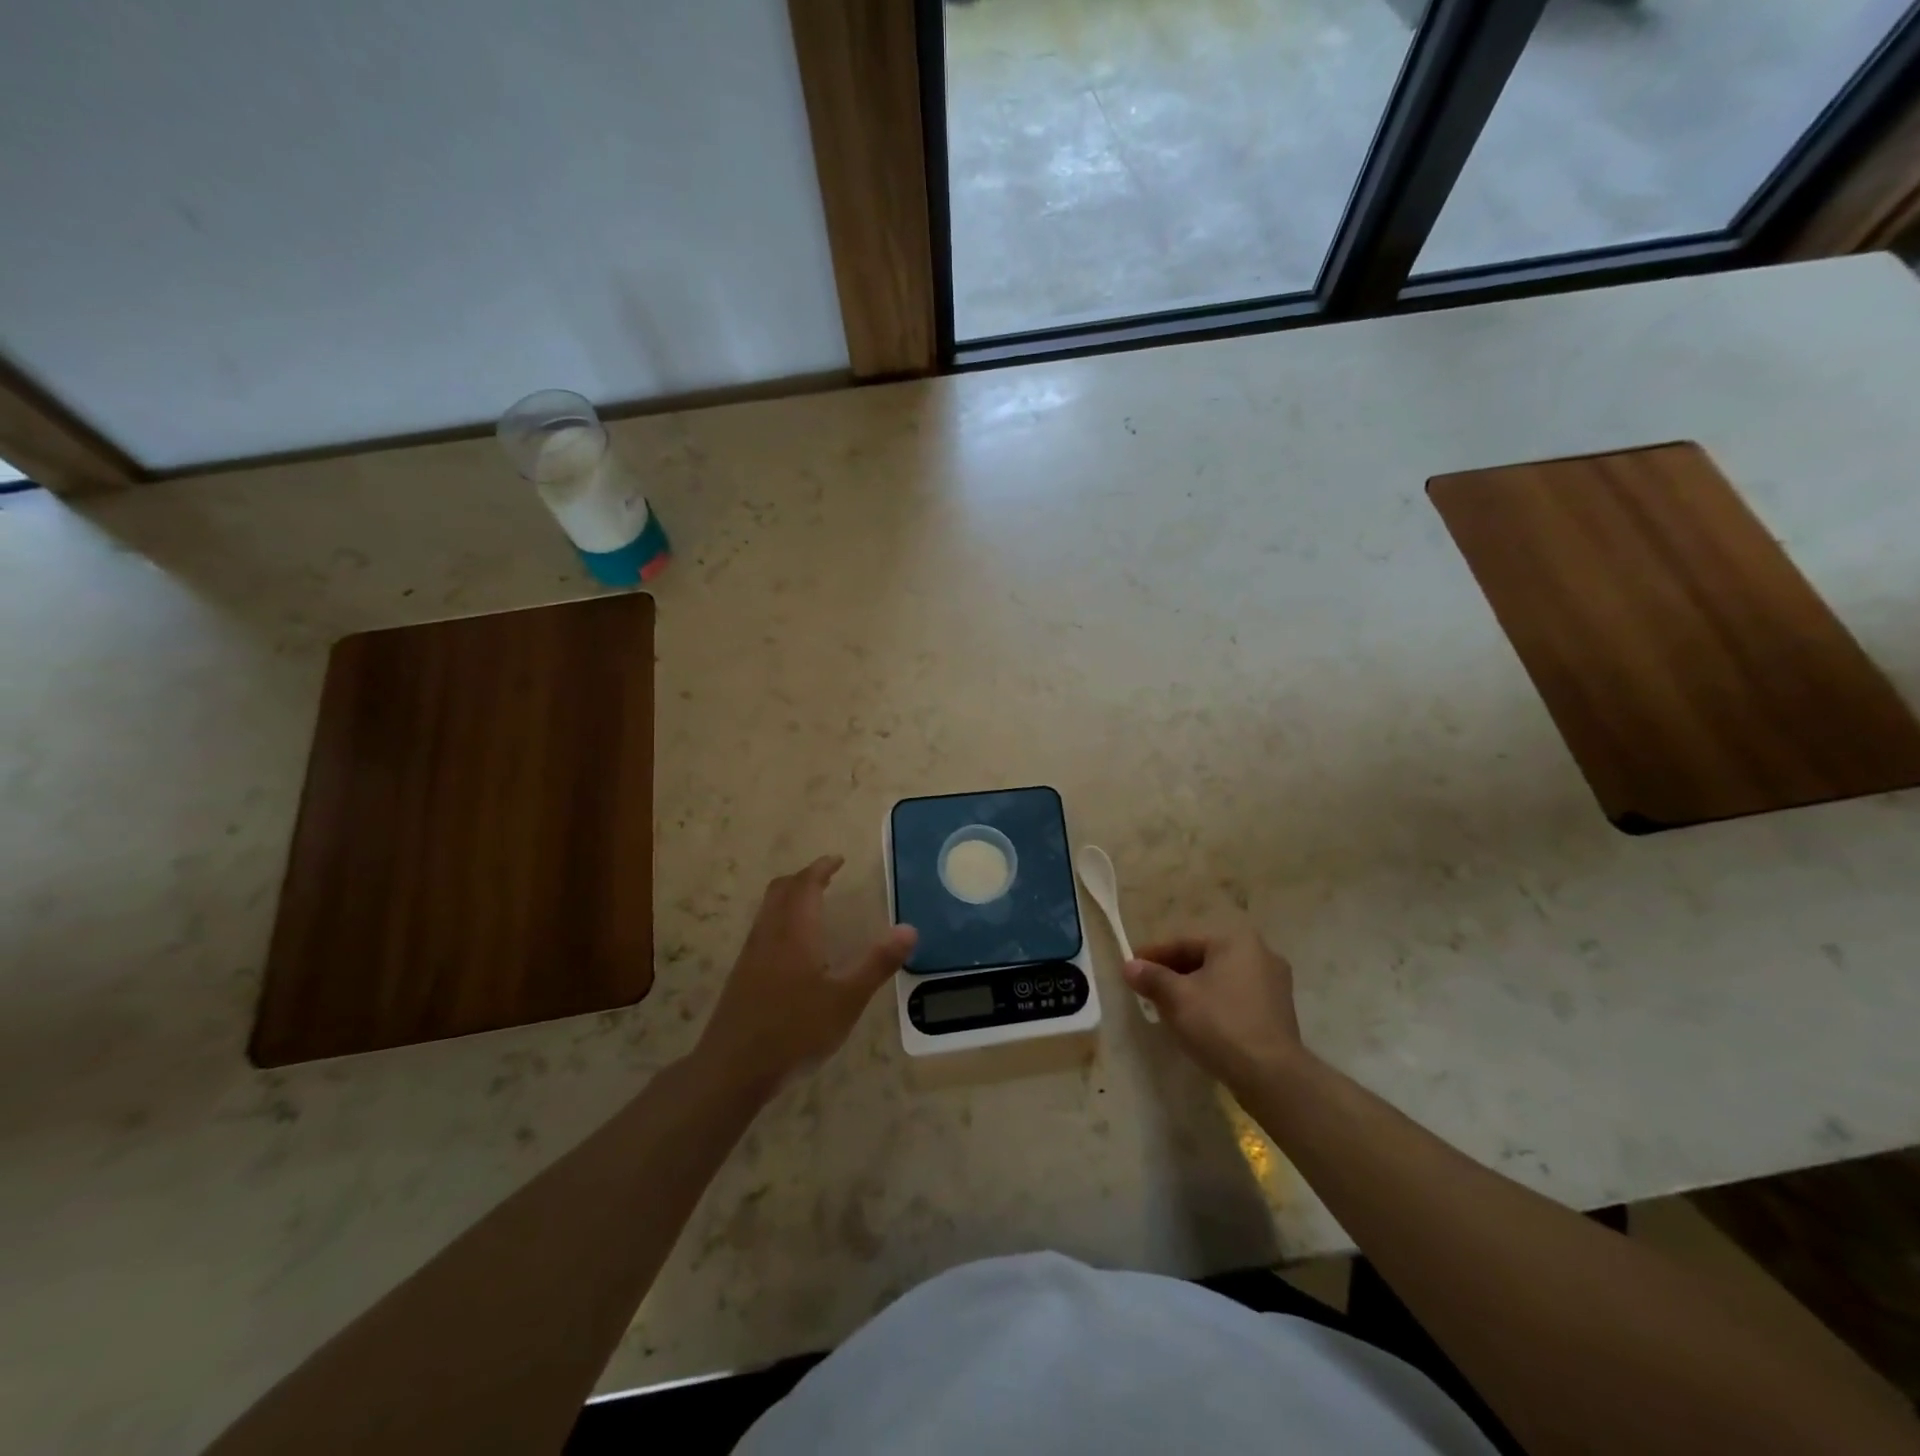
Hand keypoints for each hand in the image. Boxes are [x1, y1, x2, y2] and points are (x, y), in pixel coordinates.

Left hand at [696, 855, 916, 1091]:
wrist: (732, 1069)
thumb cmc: (794, 1031)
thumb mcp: (846, 1000)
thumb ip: (877, 963)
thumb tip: (909, 929)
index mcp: (795, 932)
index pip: (806, 885)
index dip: (821, 868)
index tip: (838, 860)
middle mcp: (769, 934)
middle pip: (781, 890)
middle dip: (804, 877)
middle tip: (827, 877)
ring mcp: (751, 954)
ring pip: (768, 909)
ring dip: (789, 896)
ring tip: (813, 904)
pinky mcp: (741, 975)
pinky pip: (762, 928)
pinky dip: (780, 918)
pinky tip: (793, 945)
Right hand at [1123, 930, 1305, 1096]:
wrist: (1272, 1076)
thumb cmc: (1220, 1025)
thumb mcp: (1177, 998)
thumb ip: (1151, 977)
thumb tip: (1129, 966)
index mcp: (1236, 941)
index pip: (1183, 943)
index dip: (1153, 956)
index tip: (1131, 968)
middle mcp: (1260, 953)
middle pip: (1203, 959)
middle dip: (1173, 973)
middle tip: (1147, 989)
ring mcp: (1274, 983)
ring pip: (1219, 979)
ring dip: (1193, 989)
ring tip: (1168, 1007)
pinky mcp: (1278, 1010)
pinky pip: (1236, 997)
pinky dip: (1214, 1003)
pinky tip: (1198, 1021)